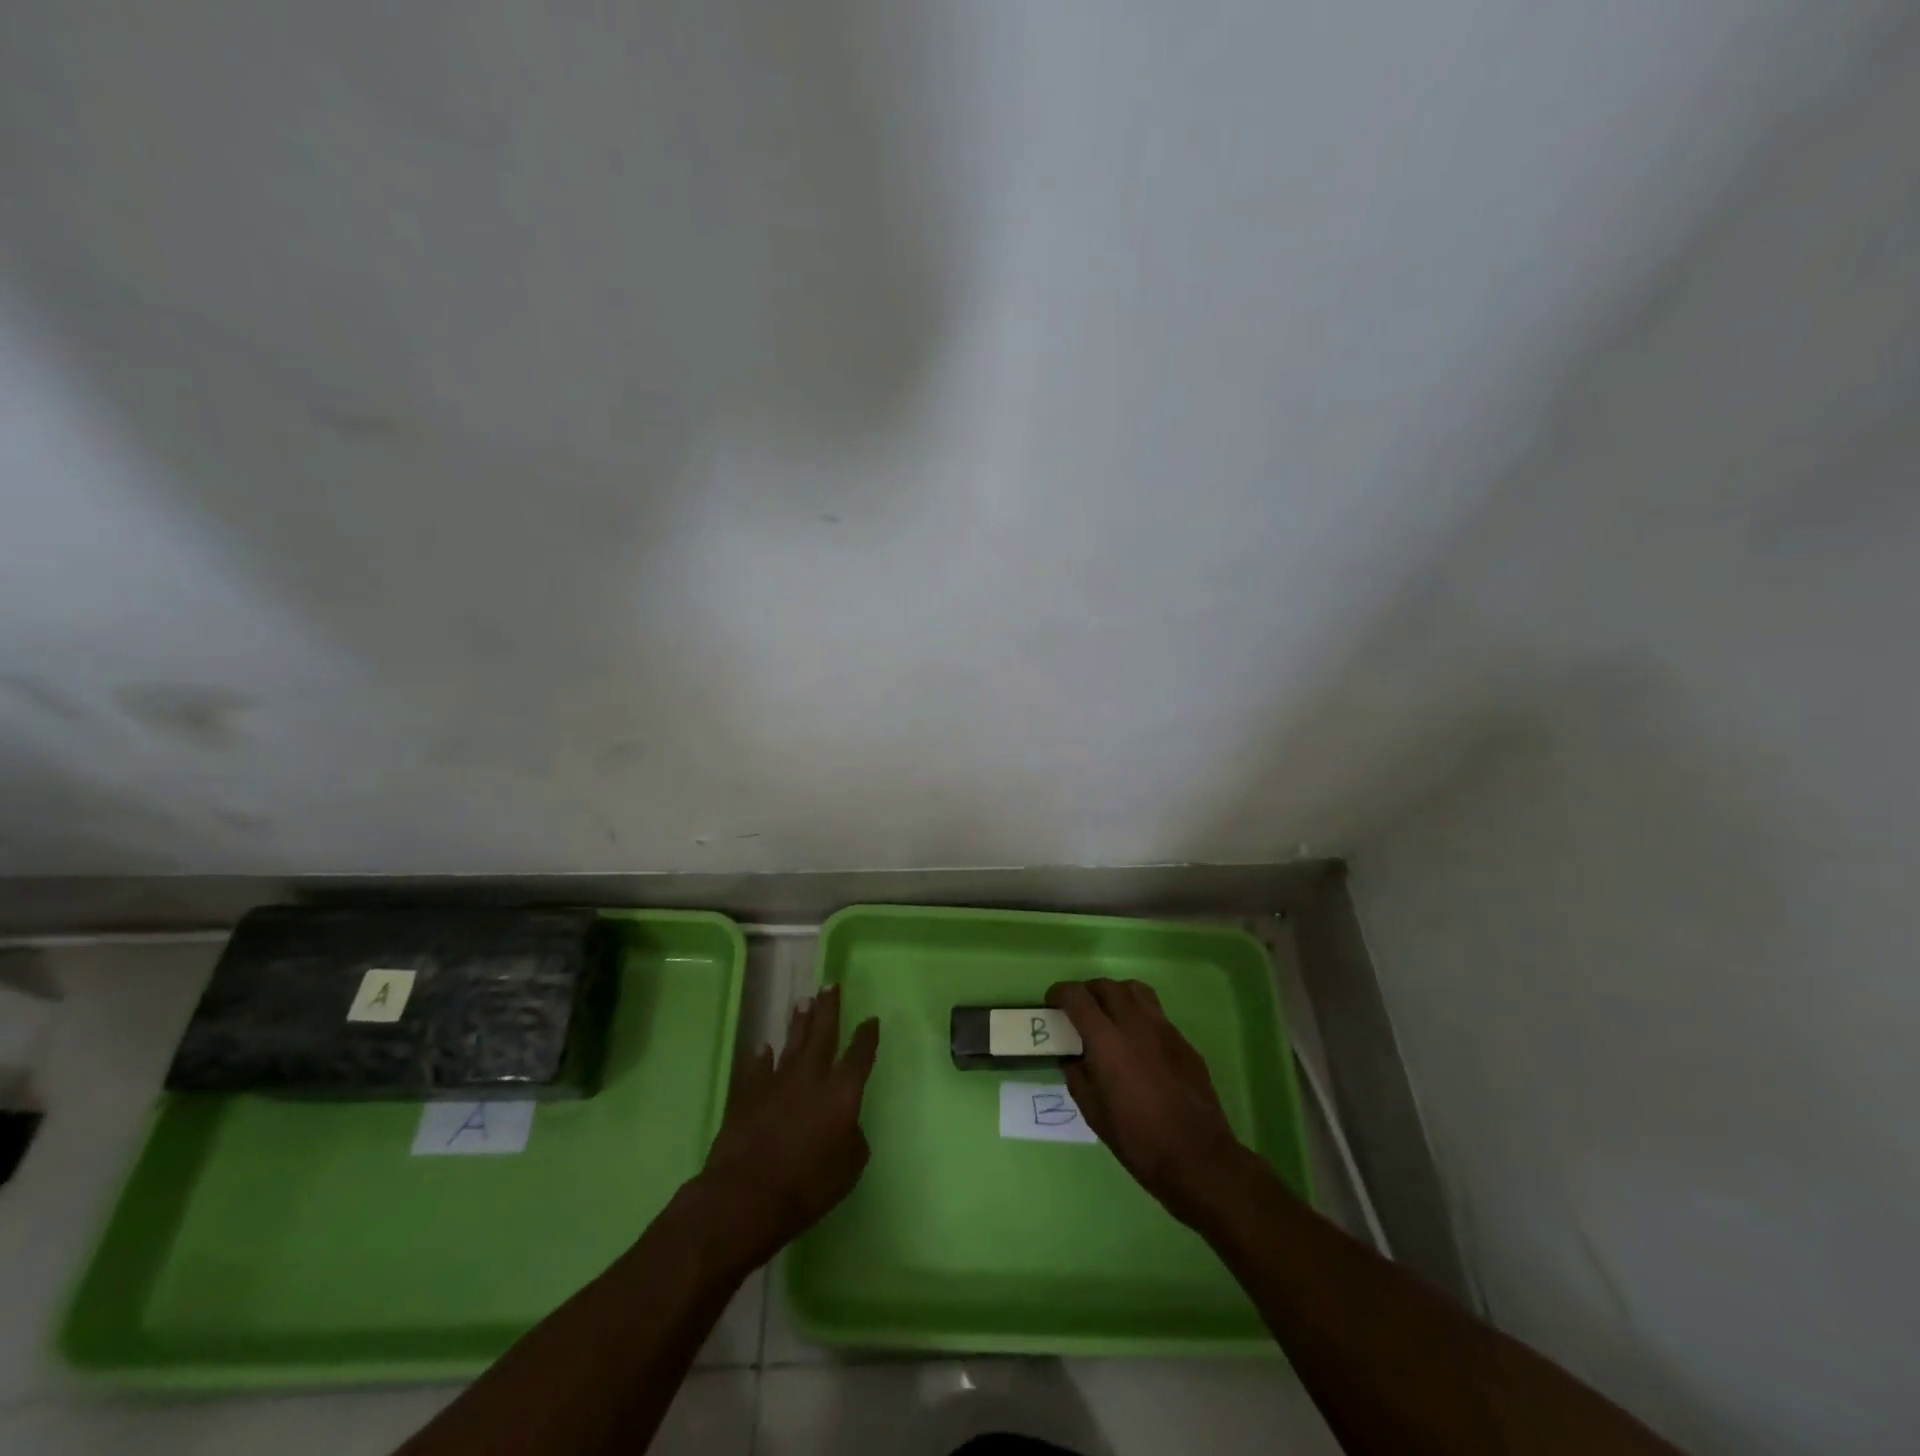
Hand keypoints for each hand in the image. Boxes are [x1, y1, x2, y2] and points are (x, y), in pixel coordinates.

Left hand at [693, 984, 879, 1272]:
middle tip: (830, 985)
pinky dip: (761, 1058)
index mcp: (842, 1091)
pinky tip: (763, 1048)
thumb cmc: (808, 1185)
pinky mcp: (747, 1095)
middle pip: (823, 1033)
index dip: (867, 1037)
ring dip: (798, 1022)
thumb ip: (853, 1139)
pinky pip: (757, 1068)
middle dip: (829, 1008)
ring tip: (803, 1001)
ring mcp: (777, 1082)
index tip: (871, 1019)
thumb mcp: (848, 1168)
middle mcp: (812, 1077)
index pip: (859, 1055)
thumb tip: (847, 1125)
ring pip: (791, 1043)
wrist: (746, 1194)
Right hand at [1048, 977, 1248, 1225]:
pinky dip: (1139, 1015)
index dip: (1060, 993)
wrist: (1197, 1157)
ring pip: (1135, 990)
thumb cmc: (1137, 1139)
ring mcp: (1163, 1029)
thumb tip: (1072, 1057)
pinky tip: (1138, 1043)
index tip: (1052, 1002)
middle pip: (1106, 986)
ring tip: (1109, 1015)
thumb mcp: (1093, 1112)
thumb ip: (1077, 1075)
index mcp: (1107, 1040)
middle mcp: (1134, 1024)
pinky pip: (1156, 1013)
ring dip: (1116, 994)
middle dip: (1087, 991)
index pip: (1077, 997)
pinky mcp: (1183, 1041)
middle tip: (1079, 1009)